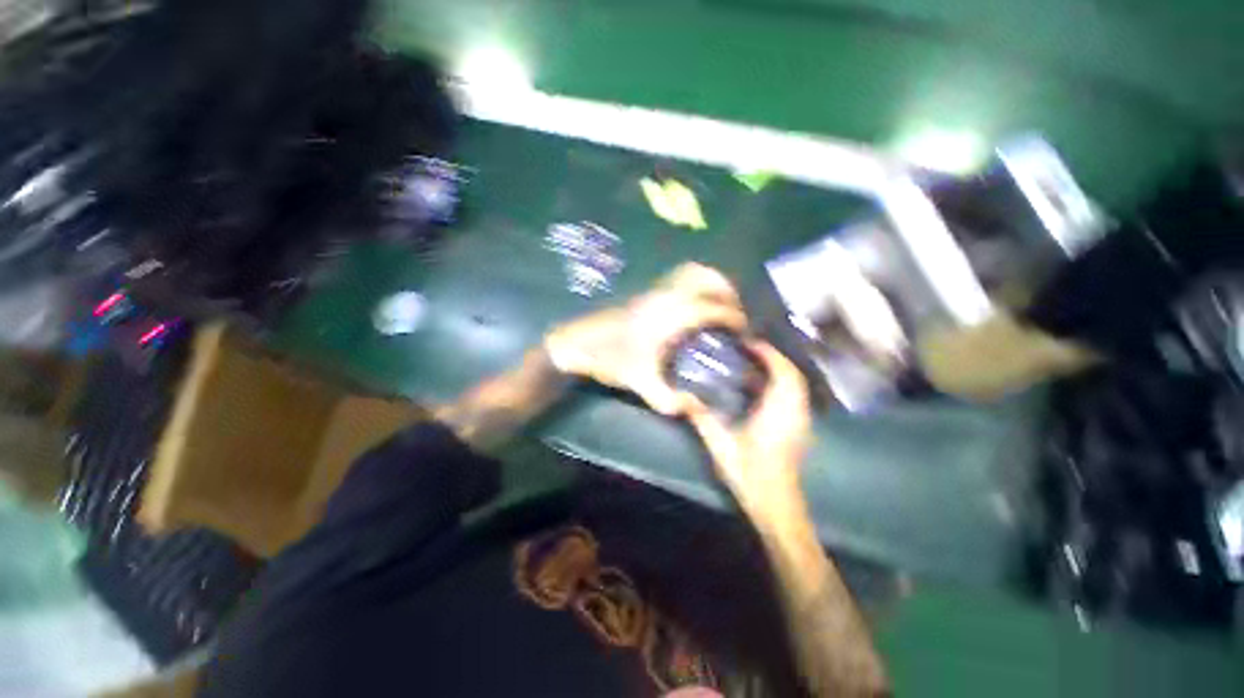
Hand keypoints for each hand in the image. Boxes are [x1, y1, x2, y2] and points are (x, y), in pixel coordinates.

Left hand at [544, 263, 746, 415]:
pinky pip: (678, 277)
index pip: (712, 308)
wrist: (578, 344)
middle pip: (706, 278)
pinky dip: (694, 283)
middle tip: (733, 313)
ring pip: (691, 271)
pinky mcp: (645, 291)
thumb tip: (695, 406)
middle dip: (727, 292)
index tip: (742, 331)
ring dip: (711, 282)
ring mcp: (654, 289)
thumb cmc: (610, 360)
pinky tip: (693, 305)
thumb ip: (670, 400)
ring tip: (718, 304)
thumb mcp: (641, 384)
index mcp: (670, 316)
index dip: (732, 317)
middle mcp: (666, 296)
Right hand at [686, 341, 812, 523]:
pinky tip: (762, 388)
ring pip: (797, 385)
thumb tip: (684, 398)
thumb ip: (702, 419)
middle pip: (793, 375)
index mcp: (778, 413)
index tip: (749, 342)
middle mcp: (795, 412)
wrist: (777, 504)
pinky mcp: (800, 428)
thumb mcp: (721, 446)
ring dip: (779, 370)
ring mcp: (801, 421)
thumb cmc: (750, 474)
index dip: (768, 354)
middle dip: (774, 358)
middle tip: (749, 350)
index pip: (782, 373)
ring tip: (755, 364)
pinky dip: (782, 384)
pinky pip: (795, 396)